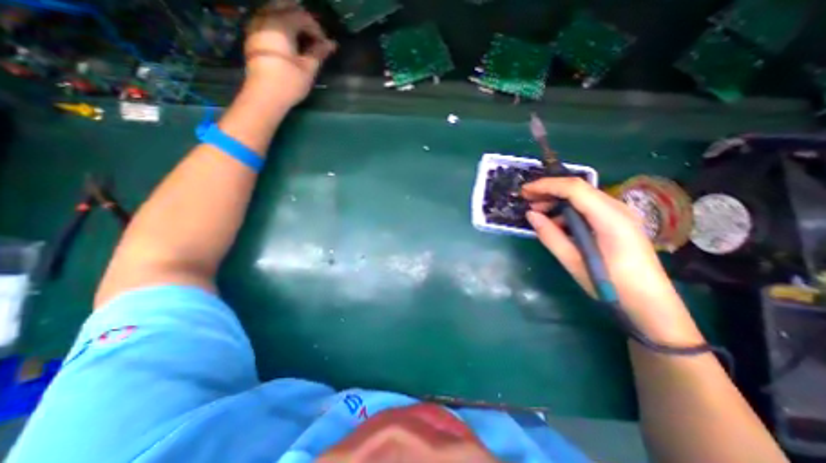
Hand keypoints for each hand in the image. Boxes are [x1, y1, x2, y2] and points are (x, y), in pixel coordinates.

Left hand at [243, 0, 335, 106]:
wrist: (264, 96)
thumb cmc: (289, 83)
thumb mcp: (308, 69)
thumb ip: (319, 53)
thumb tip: (332, 44)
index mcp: (281, 24)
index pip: (303, 17)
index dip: (317, 30)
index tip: (325, 46)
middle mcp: (265, 18)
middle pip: (286, 6)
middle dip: (302, 19)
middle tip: (313, 38)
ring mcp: (255, 26)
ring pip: (274, 11)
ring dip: (290, 20)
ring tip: (302, 40)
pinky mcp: (252, 37)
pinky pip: (266, 20)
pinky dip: (279, 25)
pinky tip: (288, 41)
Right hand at [522, 177, 694, 343]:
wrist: (651, 303)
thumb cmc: (611, 286)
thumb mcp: (574, 262)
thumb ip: (550, 236)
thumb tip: (531, 215)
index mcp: (609, 218)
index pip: (574, 189)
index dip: (546, 185)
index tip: (524, 191)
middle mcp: (617, 209)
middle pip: (578, 188)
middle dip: (549, 190)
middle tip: (526, 199)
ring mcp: (619, 214)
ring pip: (582, 197)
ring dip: (557, 201)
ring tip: (536, 212)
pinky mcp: (616, 222)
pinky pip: (587, 208)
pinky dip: (567, 211)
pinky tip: (555, 223)